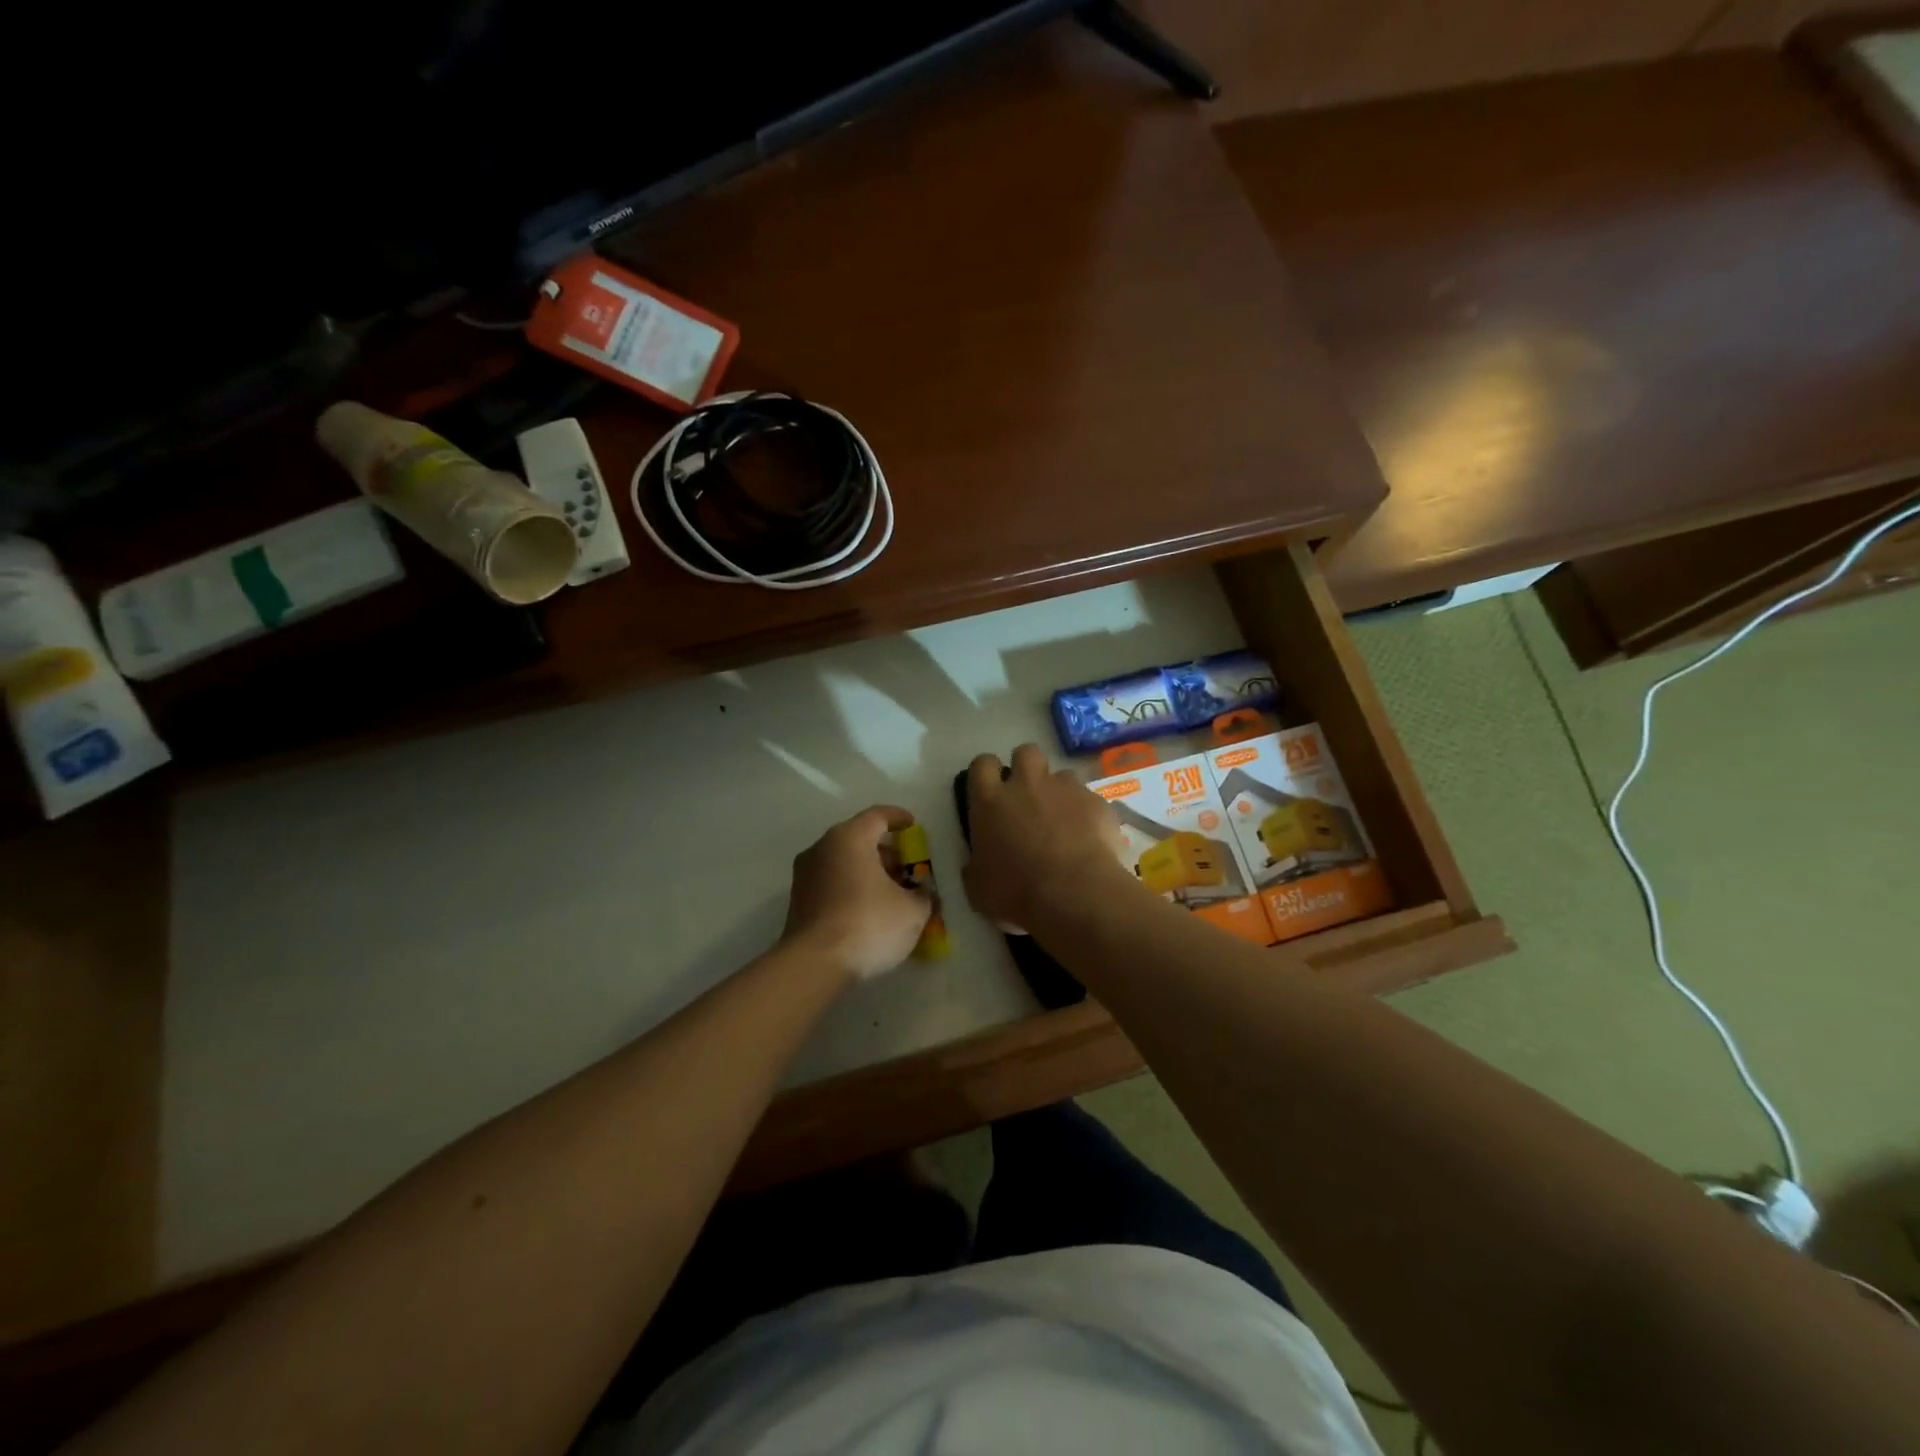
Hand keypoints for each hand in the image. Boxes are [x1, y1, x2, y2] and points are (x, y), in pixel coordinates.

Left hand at [780, 805, 932, 981]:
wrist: (814, 964)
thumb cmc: (868, 923)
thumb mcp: (912, 910)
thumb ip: (923, 894)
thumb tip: (922, 892)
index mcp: (849, 838)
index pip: (877, 816)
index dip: (899, 818)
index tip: (913, 826)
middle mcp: (822, 848)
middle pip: (859, 838)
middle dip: (885, 851)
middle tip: (907, 868)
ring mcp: (805, 874)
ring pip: (843, 861)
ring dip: (868, 871)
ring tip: (891, 893)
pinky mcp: (798, 900)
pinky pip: (831, 882)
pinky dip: (851, 887)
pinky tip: (868, 910)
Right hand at [961, 745, 1128, 932]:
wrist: (1076, 895)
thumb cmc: (1017, 893)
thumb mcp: (978, 887)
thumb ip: (976, 865)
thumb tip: (978, 863)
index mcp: (990, 801)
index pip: (982, 764)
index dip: (986, 773)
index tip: (990, 790)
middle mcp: (1027, 784)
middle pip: (1026, 752)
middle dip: (1026, 767)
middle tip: (1028, 797)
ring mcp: (1066, 789)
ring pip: (1061, 775)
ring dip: (1059, 793)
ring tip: (1063, 822)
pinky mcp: (1098, 802)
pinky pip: (1089, 799)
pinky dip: (1087, 814)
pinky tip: (1089, 840)